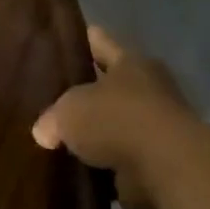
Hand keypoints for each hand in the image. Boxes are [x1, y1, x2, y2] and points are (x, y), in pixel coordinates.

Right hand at [32, 26, 191, 208]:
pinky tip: (79, 168)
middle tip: (56, 95)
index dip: (84, 40)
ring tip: (62, 139)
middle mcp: (148, 88)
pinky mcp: (157, 160)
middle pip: (111, 84)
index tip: (66, 40)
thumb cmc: (116, 120)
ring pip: (116, 123)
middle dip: (88, 91)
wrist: (164, 167)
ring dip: (98, 132)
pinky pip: (120, 158)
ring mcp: (156, 126)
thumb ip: (52, 118)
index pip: (101, 43)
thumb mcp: (69, 111)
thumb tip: (45, 132)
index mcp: (130, 63)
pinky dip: (105, 163)